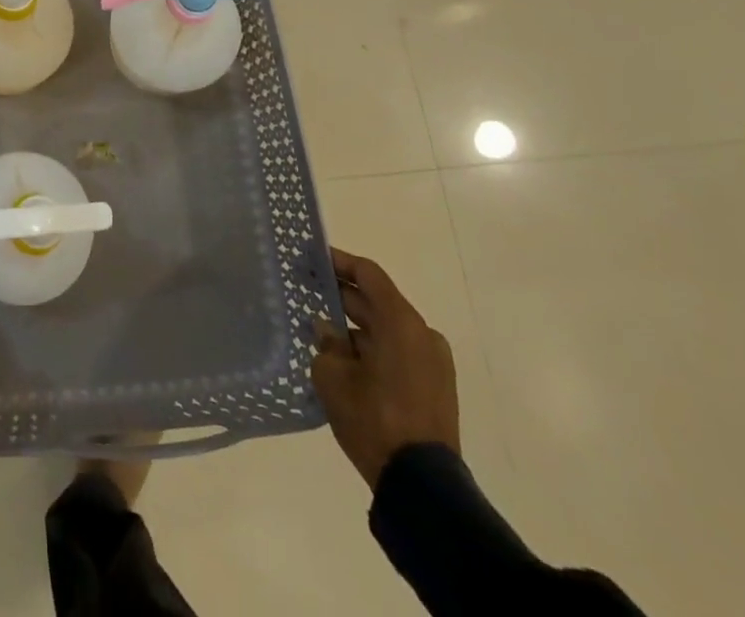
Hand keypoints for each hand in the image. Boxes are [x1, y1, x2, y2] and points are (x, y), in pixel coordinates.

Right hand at [310, 247, 459, 488]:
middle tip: (307, 290)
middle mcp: (422, 334)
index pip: (368, 274)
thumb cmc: (374, 419)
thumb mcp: (333, 377)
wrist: (423, 487)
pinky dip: (373, 348)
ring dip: (356, 326)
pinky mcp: (436, 388)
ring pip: (387, 330)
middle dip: (342, 295)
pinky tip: (344, 359)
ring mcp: (433, 363)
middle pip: (378, 301)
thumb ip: (326, 343)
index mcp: (401, 322)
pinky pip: (399, 353)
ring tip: (321, 329)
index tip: (311, 257)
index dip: (338, 261)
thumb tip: (326, 329)